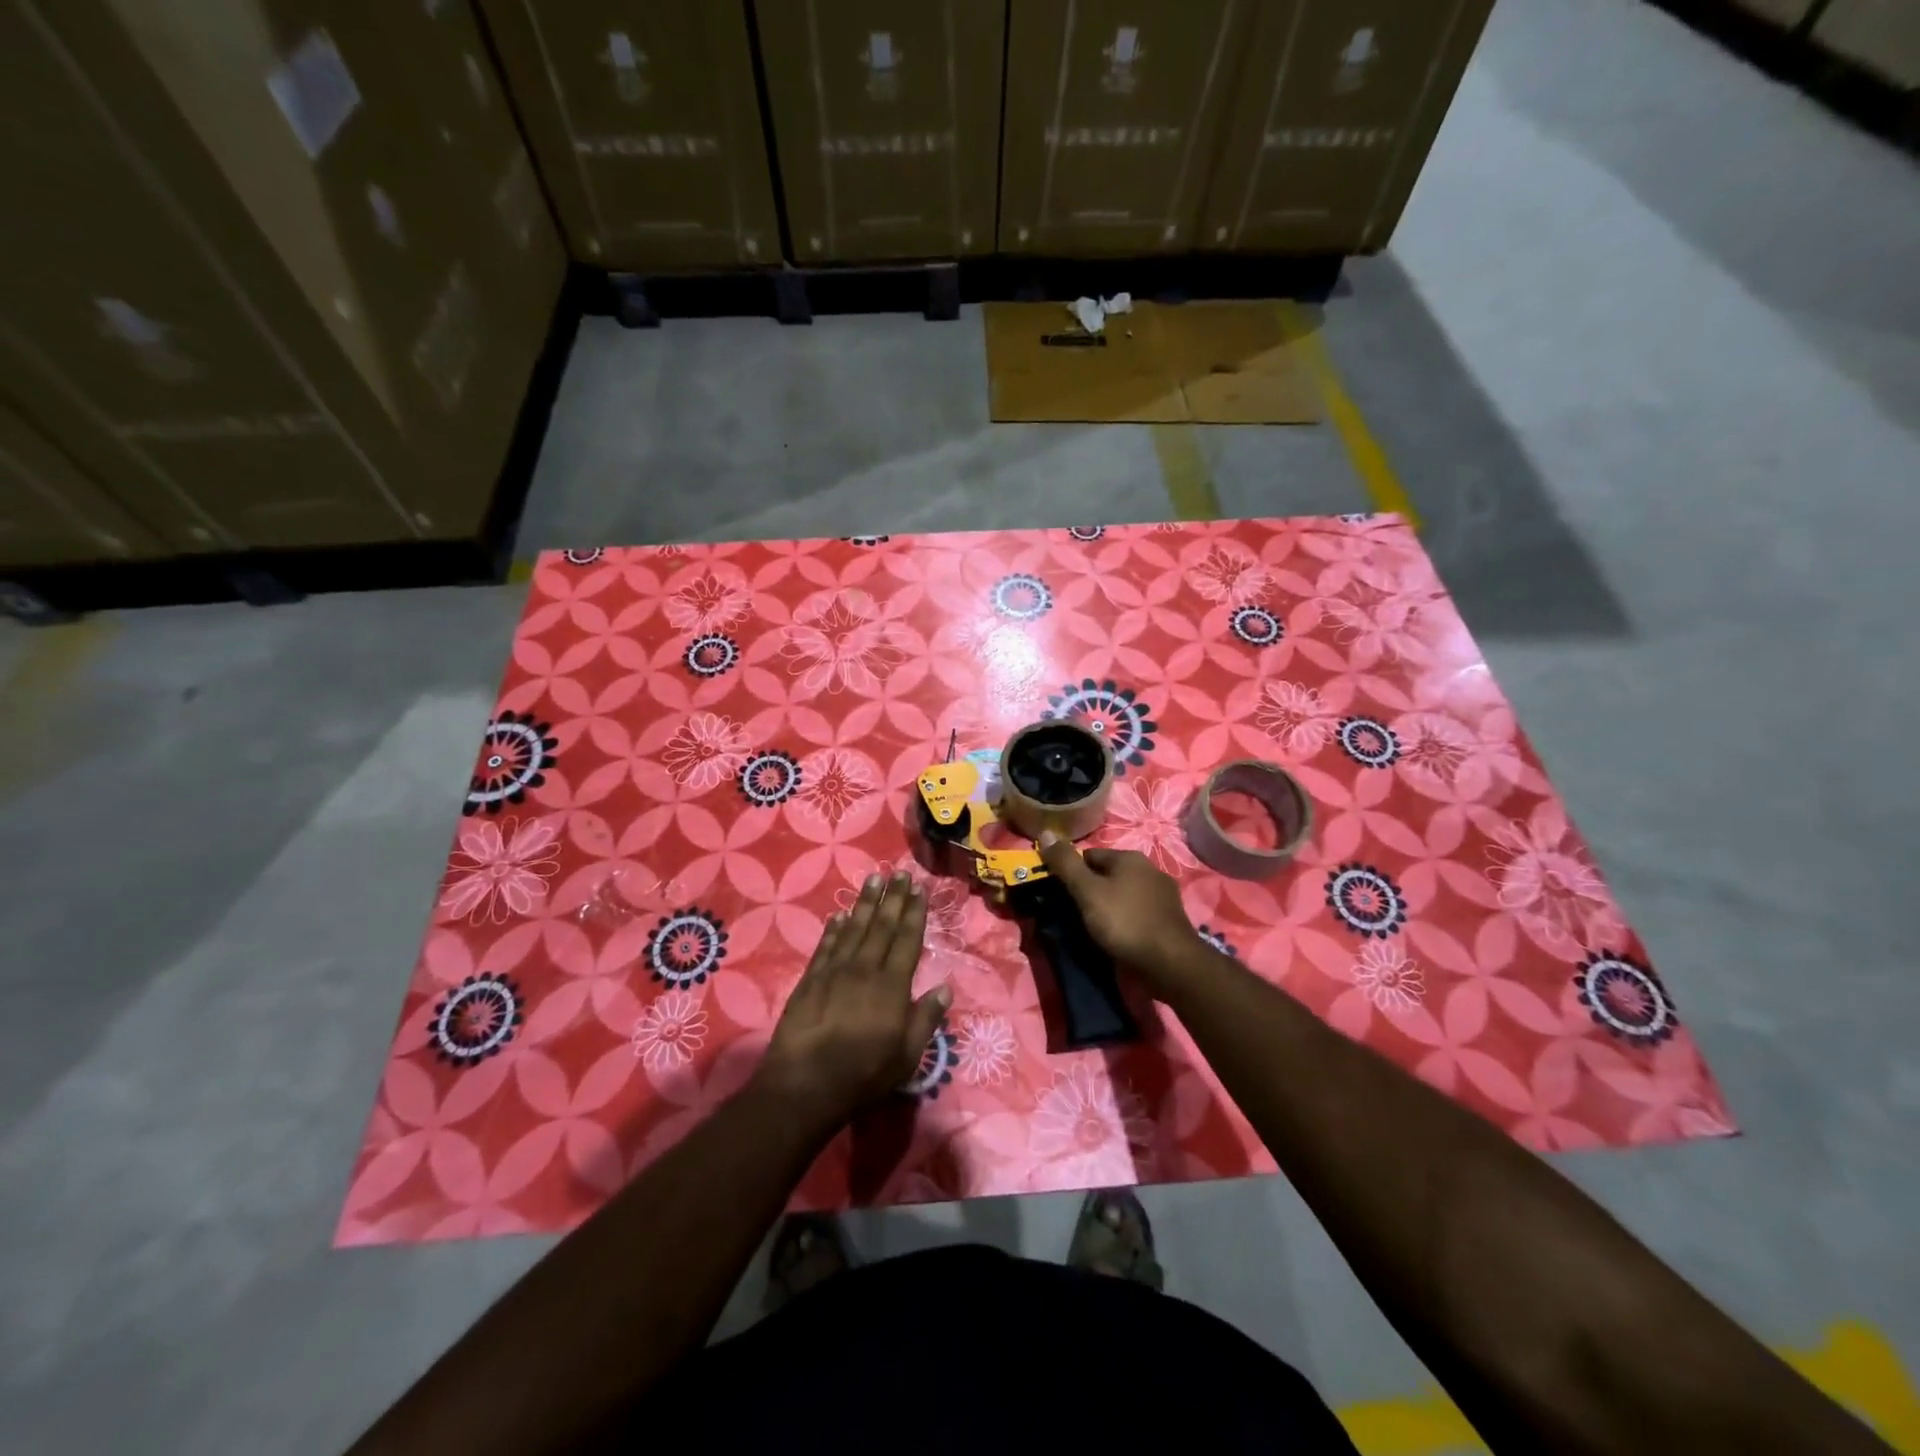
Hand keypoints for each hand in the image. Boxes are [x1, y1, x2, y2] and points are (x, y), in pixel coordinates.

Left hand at [756, 872, 949, 1131]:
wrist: (805, 1084)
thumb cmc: (864, 1075)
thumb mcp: (907, 1056)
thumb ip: (926, 1019)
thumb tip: (945, 987)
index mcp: (892, 985)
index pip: (907, 939)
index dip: (914, 913)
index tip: (919, 889)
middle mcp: (865, 969)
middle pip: (882, 926)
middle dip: (893, 898)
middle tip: (899, 873)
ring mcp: (835, 971)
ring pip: (854, 929)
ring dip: (865, 903)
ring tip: (873, 880)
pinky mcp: (810, 979)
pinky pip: (826, 946)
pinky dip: (834, 929)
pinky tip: (840, 916)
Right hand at [1037, 833, 1206, 996]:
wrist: (1171, 963)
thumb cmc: (1125, 922)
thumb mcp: (1088, 892)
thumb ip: (1066, 864)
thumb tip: (1045, 832)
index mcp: (1130, 857)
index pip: (1089, 855)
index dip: (1071, 874)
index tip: (1061, 896)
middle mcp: (1150, 869)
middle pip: (1107, 875)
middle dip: (1090, 890)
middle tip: (1075, 914)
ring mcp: (1163, 894)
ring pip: (1124, 894)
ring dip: (1109, 906)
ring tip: (1095, 929)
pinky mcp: (1170, 918)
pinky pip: (1138, 912)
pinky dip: (1126, 920)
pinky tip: (1119, 937)